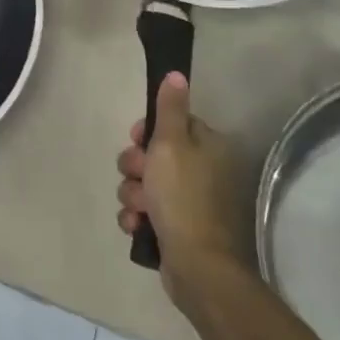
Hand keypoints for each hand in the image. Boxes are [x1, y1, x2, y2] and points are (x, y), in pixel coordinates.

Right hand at [116, 73, 245, 294]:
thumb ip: (170, 108)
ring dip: (133, 194)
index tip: (138, 141)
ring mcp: (189, 202)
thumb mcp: (171, 144)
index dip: (147, 132)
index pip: (170, 124)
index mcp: (206, 147)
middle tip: (139, 177)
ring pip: (143, 183)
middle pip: (152, 154)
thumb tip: (176, 73)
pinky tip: (138, 226)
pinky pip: (145, 211)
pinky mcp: (176, 228)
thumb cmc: (183, 197)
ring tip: (140, 209)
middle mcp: (201, 171)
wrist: (197, 266)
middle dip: (135, 167)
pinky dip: (137, 217)